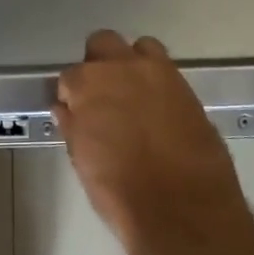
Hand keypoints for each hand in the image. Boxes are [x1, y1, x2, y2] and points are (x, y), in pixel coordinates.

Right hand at [53, 31, 252, 254]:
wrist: (182, 210)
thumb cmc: (120, 191)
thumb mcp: (83, 160)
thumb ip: (73, 126)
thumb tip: (66, 109)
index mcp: (89, 83)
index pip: (71, 76)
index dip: (72, 95)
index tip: (76, 112)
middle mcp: (123, 67)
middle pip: (103, 43)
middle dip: (99, 64)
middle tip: (102, 95)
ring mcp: (159, 74)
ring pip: (141, 48)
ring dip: (133, 64)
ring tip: (134, 95)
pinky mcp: (187, 89)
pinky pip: (168, 72)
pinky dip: (158, 83)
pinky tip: (158, 110)